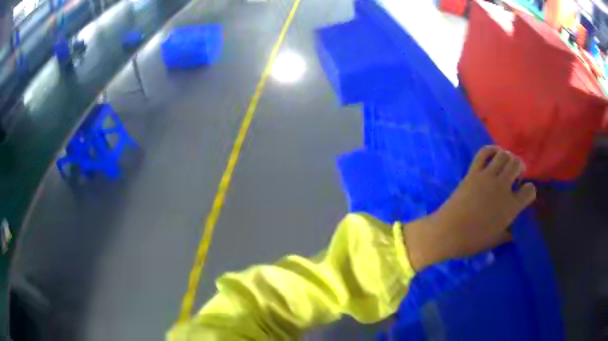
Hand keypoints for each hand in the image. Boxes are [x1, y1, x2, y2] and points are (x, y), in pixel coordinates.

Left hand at [403, 146, 536, 270]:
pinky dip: (491, 150)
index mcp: (511, 207)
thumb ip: (508, 234)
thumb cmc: (472, 241)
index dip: (529, 192)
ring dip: (507, 157)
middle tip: (516, 176)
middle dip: (520, 167)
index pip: (530, 190)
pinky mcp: (472, 172)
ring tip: (505, 166)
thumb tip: (514, 231)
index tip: (524, 195)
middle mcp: (502, 187)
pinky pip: (484, 152)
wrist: (447, 233)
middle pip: (517, 164)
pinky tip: (494, 155)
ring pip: (503, 155)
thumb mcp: (495, 241)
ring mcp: (487, 177)